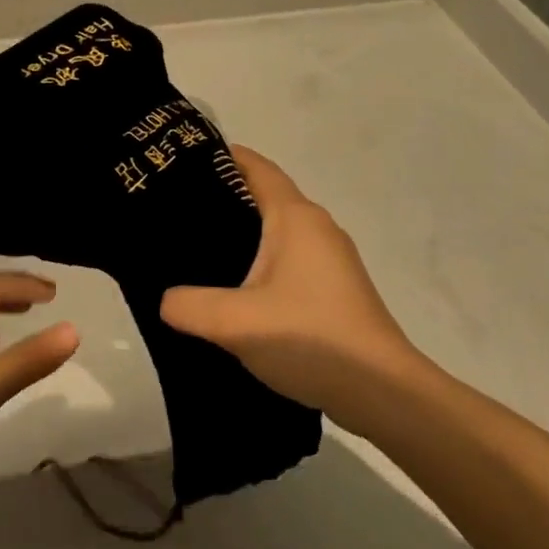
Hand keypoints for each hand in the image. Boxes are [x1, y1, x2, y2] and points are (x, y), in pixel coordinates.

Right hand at [160, 147, 426, 425]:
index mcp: (295, 218)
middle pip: (265, 196)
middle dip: (223, 196)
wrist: (382, 392)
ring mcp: (330, 259)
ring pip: (277, 231)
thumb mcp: (234, 322)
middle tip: (176, 210)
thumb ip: (187, 306)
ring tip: (198, 248)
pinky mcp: (334, 288)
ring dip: (242, 232)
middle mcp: (316, 228)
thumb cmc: (310, 339)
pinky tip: (235, 287)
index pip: (256, 168)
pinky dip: (259, 260)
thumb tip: (166, 300)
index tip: (182, 159)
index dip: (222, 156)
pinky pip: (288, 258)